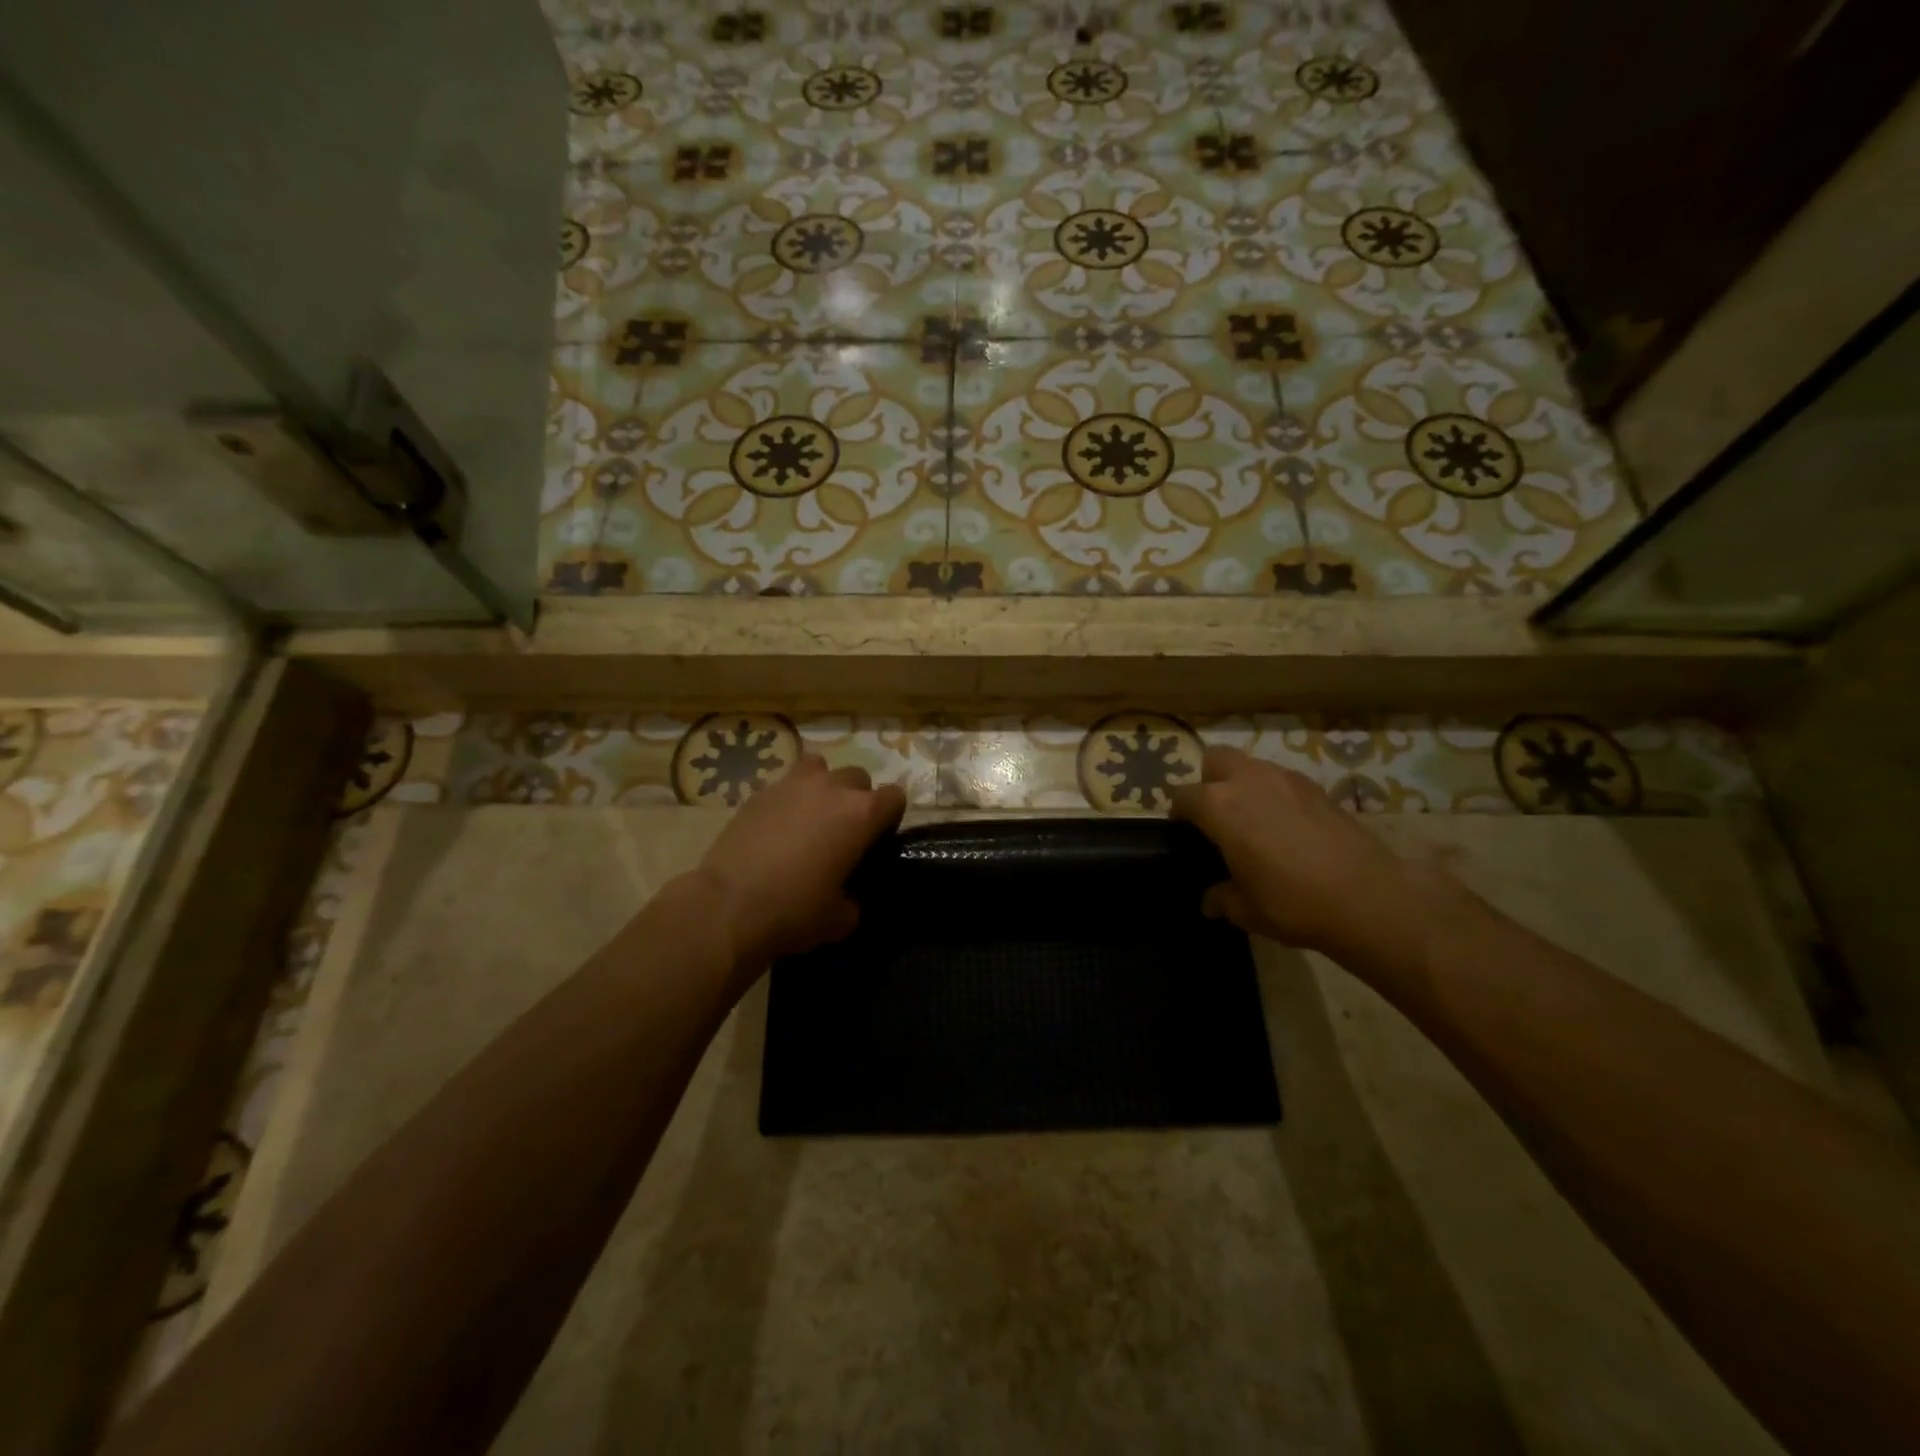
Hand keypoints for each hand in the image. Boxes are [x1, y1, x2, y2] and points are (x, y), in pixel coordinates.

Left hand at [694, 754, 905, 973]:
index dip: (890, 818)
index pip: (895, 797)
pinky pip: (785, 785)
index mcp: (862, 814)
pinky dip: (789, 800)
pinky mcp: (759, 793)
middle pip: (858, 778)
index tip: (878, 841)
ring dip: (823, 787)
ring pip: (820, 768)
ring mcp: (792, 785)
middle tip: (843, 832)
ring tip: (811, 816)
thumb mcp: (839, 919)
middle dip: (856, 799)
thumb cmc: (794, 911)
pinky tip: (778, 827)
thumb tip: (848, 897)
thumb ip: (854, 900)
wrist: (727, 906)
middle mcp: (832, 789)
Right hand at [1168, 747, 1415, 956]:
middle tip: (1217, 817)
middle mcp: (1248, 781)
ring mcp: (1286, 779)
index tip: (1185, 836)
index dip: (1179, 815)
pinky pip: (1283, 780)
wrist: (1368, 899)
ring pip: (1251, 765)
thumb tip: (1210, 901)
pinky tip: (1287, 827)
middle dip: (1209, 781)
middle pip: (1216, 760)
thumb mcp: (1245, 910)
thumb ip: (1221, 898)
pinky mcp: (1318, 788)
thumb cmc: (1292, 903)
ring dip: (1244, 784)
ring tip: (1253, 821)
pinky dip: (1276, 794)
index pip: (1182, 796)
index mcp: (1219, 806)